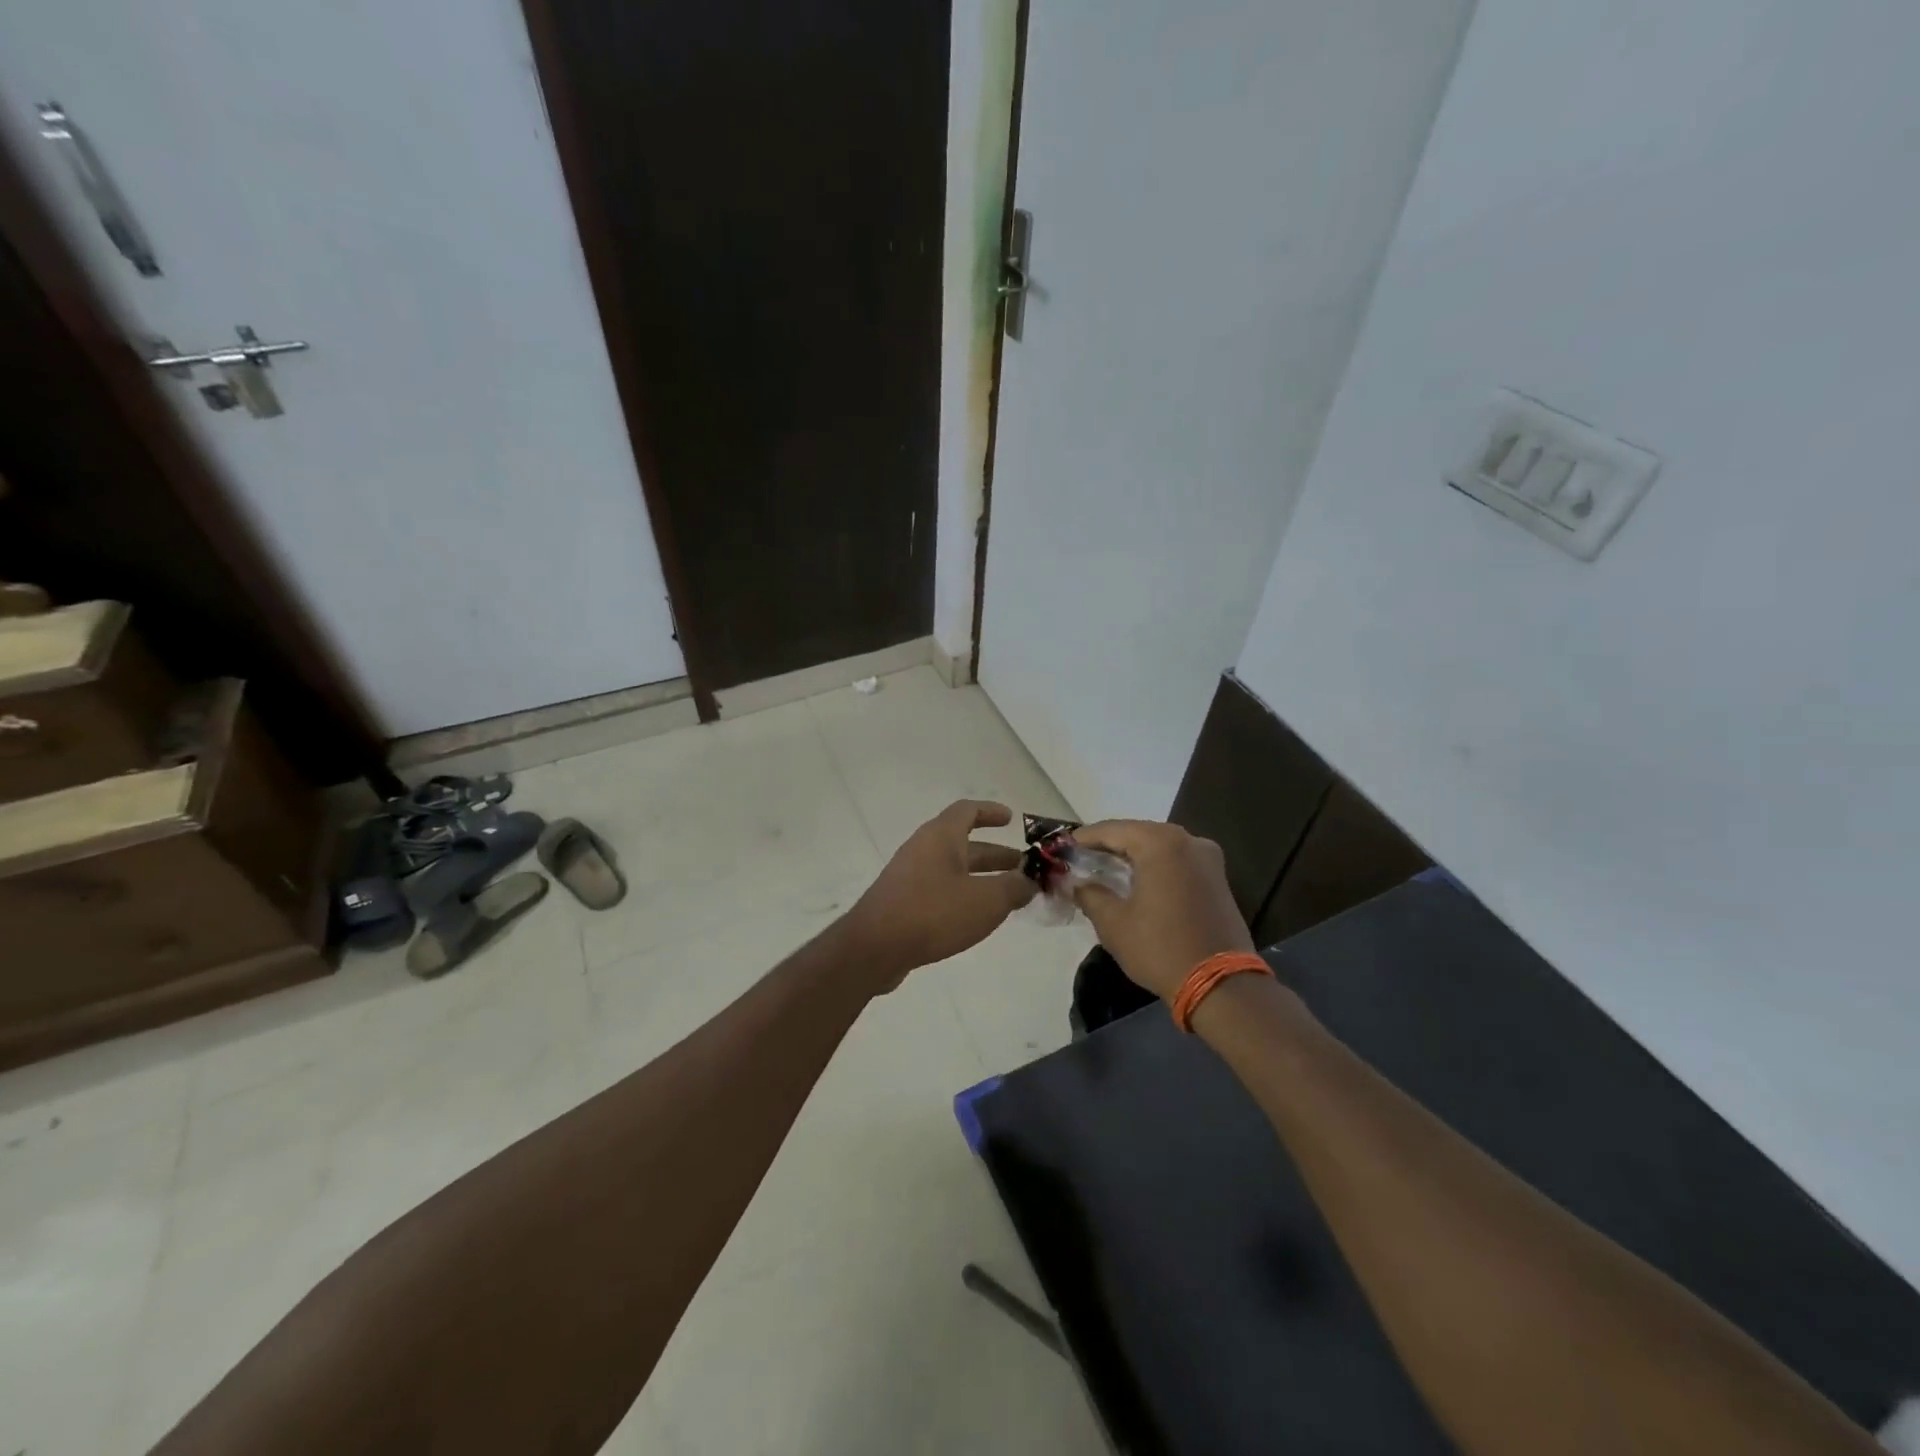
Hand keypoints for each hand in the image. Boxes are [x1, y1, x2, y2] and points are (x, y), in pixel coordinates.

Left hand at [842, 800, 1036, 987]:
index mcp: (941, 836)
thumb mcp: (986, 900)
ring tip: (1008, 895)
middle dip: (995, 854)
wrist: (874, 948)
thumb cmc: (933, 913)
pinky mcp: (903, 903)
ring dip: (981, 877)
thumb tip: (1028, 881)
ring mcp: (910, 877)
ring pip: (953, 869)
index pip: (967, 811)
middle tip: (1022, 867)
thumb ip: (1013, 888)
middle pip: (963, 844)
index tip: (1011, 820)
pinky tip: (977, 917)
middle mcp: (923, 849)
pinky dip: (963, 896)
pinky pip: (940, 890)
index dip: (991, 812)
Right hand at [1072, 820, 1252, 999]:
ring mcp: (1207, 858)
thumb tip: (1075, 883)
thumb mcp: (1113, 923)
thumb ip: (1089, 894)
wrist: (1222, 985)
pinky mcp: (1217, 878)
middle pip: (1137, 833)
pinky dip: (1154, 865)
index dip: (1084, 838)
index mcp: (1160, 843)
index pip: (1112, 830)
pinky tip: (1136, 880)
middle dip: (1108, 845)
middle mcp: (1187, 840)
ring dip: (1132, 855)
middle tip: (1081, 858)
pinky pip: (1176, 861)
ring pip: (1159, 846)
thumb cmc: (1160, 948)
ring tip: (1104, 869)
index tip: (1062, 847)